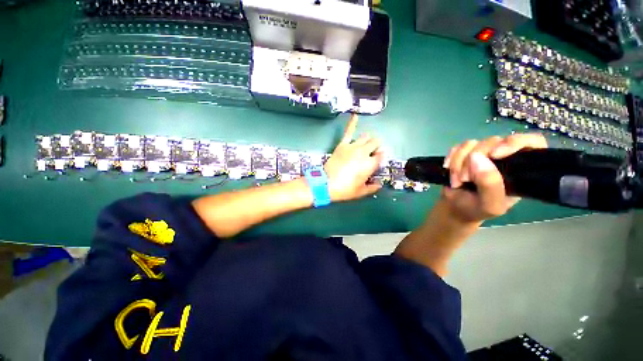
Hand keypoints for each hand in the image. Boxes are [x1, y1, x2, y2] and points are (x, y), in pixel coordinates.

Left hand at [324, 114, 382, 201]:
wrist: (326, 184)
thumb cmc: (345, 189)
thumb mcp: (360, 192)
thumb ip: (372, 188)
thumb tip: (379, 185)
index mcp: (370, 164)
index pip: (381, 156)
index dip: (380, 158)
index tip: (376, 162)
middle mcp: (364, 152)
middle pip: (375, 143)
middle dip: (376, 146)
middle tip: (372, 153)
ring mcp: (353, 146)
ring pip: (366, 137)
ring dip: (368, 139)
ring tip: (366, 144)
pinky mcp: (343, 145)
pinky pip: (348, 131)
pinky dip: (352, 123)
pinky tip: (354, 115)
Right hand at [442, 134, 547, 222]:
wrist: (455, 208)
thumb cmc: (477, 209)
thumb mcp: (489, 205)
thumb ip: (490, 185)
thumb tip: (477, 158)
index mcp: (520, 169)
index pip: (532, 142)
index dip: (515, 142)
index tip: (495, 154)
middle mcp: (503, 157)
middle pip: (493, 142)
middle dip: (473, 160)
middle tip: (464, 179)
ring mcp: (482, 154)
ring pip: (472, 144)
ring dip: (458, 162)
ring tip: (456, 180)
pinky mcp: (464, 153)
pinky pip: (457, 147)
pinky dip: (450, 158)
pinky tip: (448, 169)